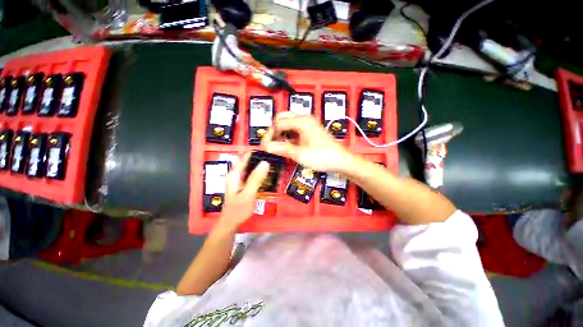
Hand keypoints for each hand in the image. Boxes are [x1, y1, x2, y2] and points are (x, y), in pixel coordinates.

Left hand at [217, 152, 269, 229]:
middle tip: (275, 156)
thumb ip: (256, 178)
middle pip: (249, 161)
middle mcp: (236, 173)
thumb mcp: (248, 193)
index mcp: (235, 173)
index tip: (270, 149)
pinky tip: (268, 173)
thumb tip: (265, 162)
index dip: (257, 151)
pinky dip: (259, 172)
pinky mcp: (243, 184)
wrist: (231, 223)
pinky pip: (252, 174)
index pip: (246, 156)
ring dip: (260, 165)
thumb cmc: (238, 209)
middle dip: (260, 157)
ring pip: (251, 167)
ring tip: (274, 162)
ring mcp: (239, 179)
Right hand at [261, 112, 353, 172]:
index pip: (278, 123)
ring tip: (277, 147)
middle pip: (283, 119)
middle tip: (270, 144)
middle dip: (274, 131)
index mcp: (302, 121)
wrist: (341, 161)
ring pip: (288, 124)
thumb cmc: (323, 157)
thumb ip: (283, 149)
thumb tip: (268, 147)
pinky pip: (295, 130)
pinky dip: (288, 137)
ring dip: (281, 134)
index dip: (270, 135)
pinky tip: (287, 146)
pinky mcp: (310, 131)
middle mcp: (305, 120)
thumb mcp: (300, 154)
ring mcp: (308, 125)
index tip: (265, 147)